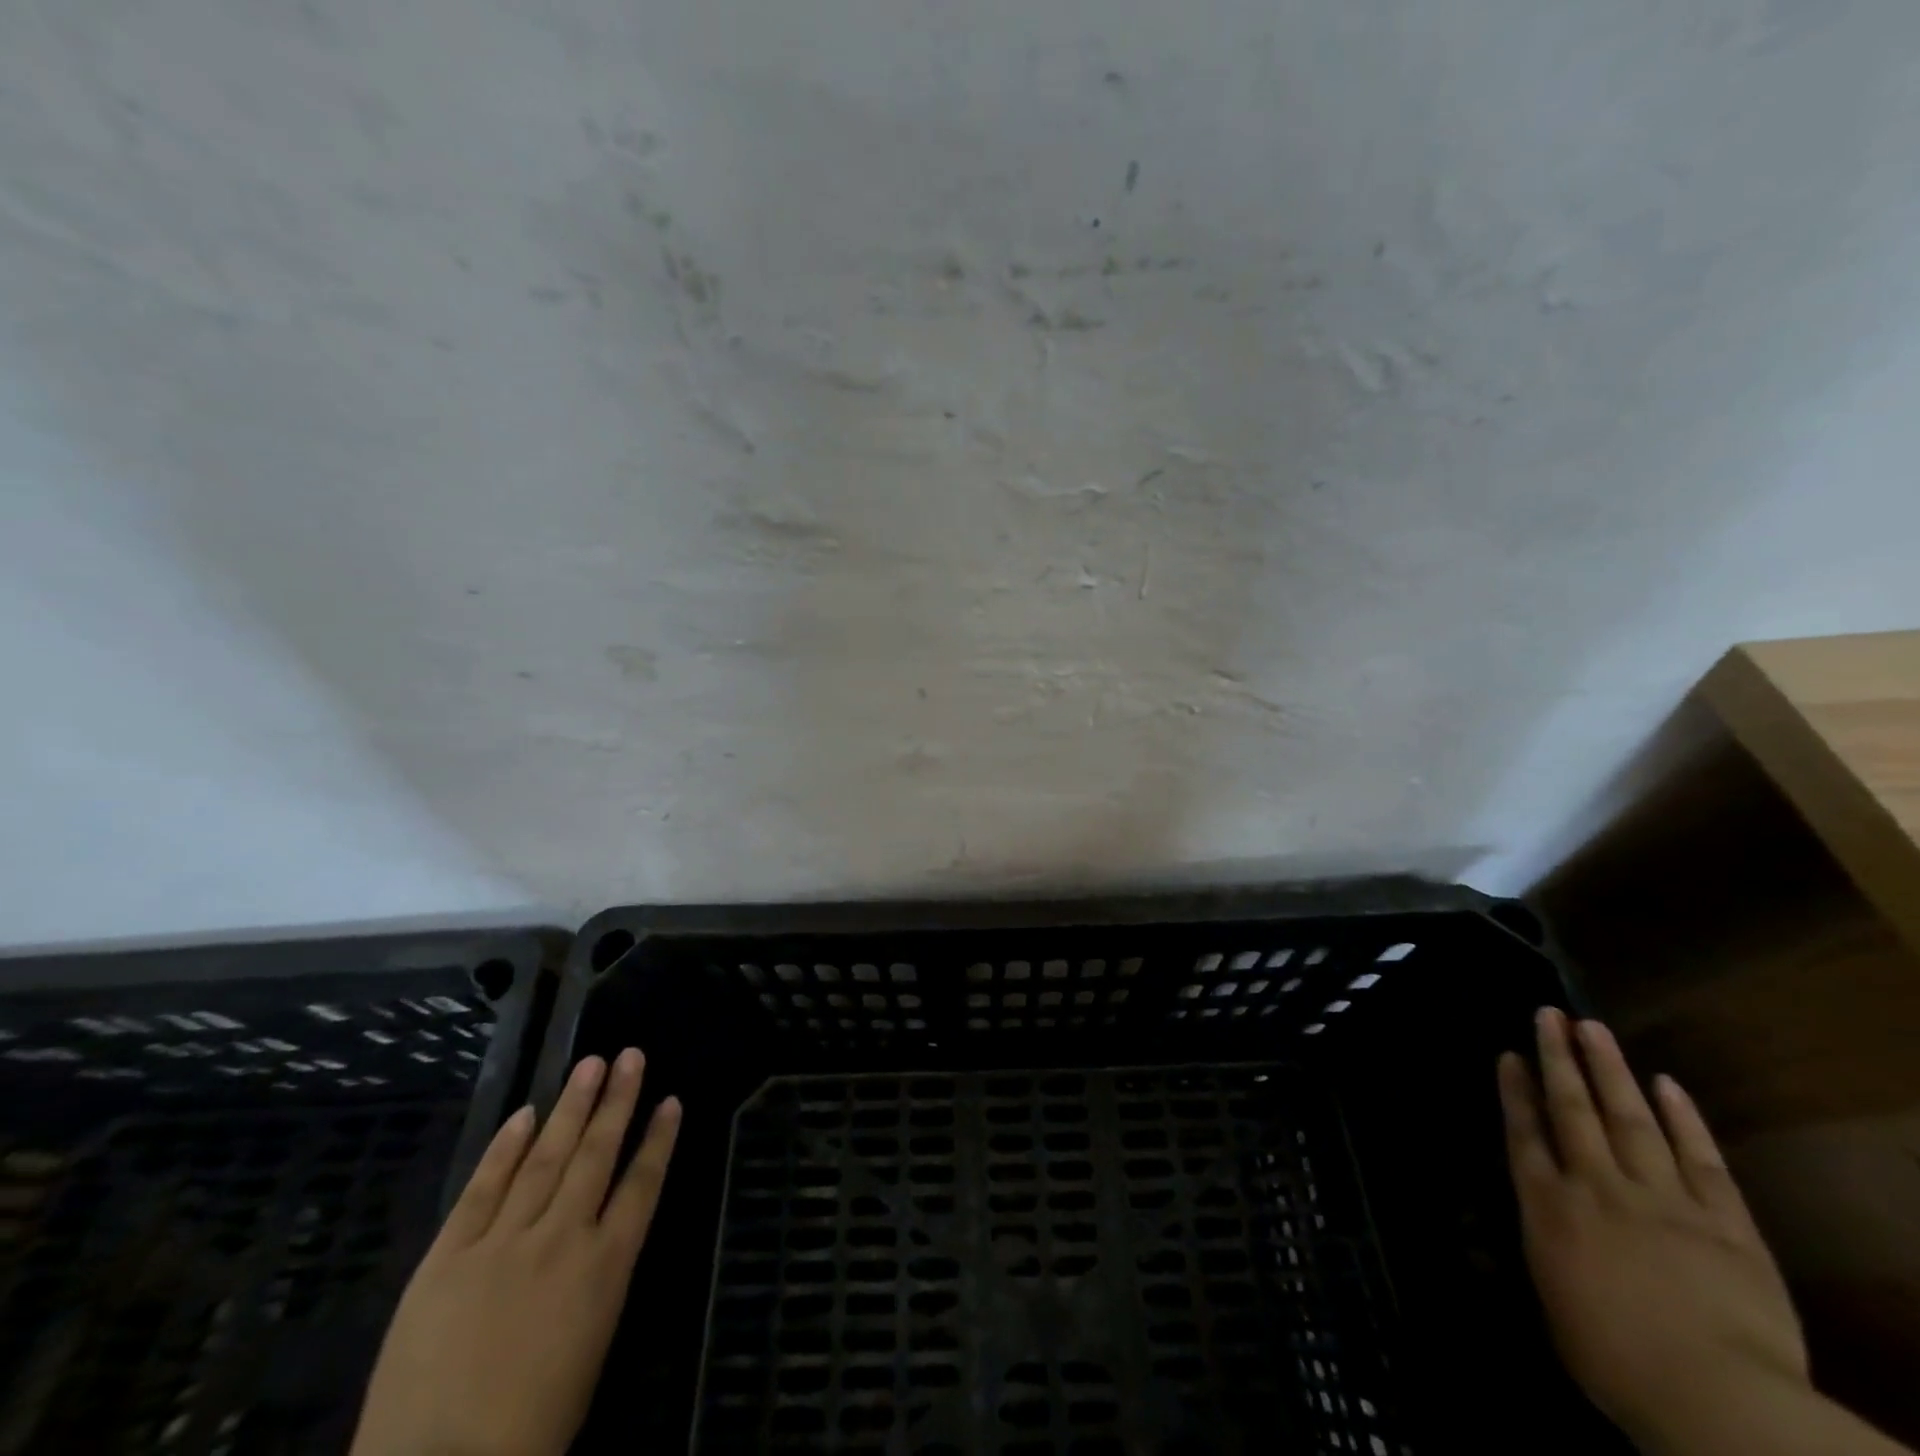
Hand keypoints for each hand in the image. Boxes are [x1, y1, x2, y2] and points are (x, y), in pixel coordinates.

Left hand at [351, 1049, 681, 1455]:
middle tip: (630, 1055)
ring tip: (591, 1064)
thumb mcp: (591, 1348)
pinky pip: (482, 1190)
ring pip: (546, 1158)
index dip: (659, 1140)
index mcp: (605, 1268)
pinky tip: (524, 1114)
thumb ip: (596, 1281)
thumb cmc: (531, 1427)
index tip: (671, 1100)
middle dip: (617, 1102)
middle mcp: (563, 1239)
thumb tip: (598, 1236)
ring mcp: (503, 1243)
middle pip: (596, 1156)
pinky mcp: (448, 1257)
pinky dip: (504, 1149)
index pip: (642, 1186)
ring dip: (571, 1107)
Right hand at [1497, 1009, 1805, 1445]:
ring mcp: (1662, 1198)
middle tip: (1549, 1014)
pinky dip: (1683, 1119)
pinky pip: (1700, 1159)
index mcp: (1549, 1208)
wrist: (1716, 1397)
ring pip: (1629, 1117)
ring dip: (1610, 1069)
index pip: (1524, 1134)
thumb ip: (1550, 1247)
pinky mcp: (1725, 1221)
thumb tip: (1543, 1221)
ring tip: (1593, 1028)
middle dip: (1558, 1058)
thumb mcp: (1555, 1301)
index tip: (1510, 1055)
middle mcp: (1596, 1186)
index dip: (1515, 1091)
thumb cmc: (1615, 1361)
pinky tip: (1667, 1084)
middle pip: (1572, 1109)